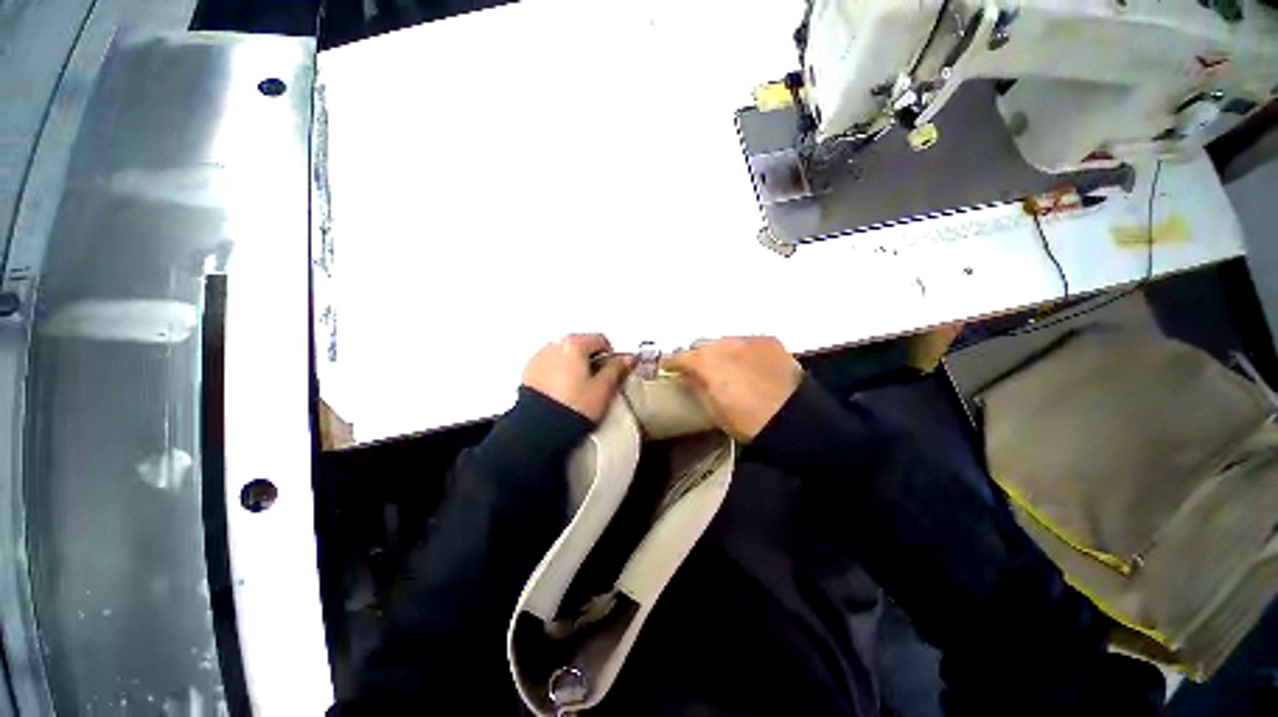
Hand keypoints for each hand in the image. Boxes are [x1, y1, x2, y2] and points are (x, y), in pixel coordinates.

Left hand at [522, 334, 633, 421]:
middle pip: (581, 345)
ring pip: (564, 354)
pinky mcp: (528, 370)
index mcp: (574, 344)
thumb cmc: (576, 406)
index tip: (610, 373)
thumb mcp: (603, 389)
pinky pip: (550, 364)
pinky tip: (561, 391)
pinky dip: (558, 371)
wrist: (539, 429)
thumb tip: (629, 358)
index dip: (610, 356)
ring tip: (576, 388)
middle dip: (591, 359)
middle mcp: (554, 344)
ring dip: (573, 365)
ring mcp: (539, 356)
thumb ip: (617, 369)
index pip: (601, 340)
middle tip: (595, 382)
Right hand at [661, 336, 802, 440]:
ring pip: (725, 341)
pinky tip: (751, 366)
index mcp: (705, 361)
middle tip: (702, 371)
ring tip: (729, 369)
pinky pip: (748, 342)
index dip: (671, 363)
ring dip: (722, 352)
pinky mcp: (769, 341)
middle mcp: (724, 343)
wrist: (794, 419)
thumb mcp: (714, 410)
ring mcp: (748, 339)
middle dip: (698, 356)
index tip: (668, 368)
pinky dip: (744, 352)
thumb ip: (697, 387)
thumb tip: (688, 377)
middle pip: (702, 344)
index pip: (679, 356)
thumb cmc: (747, 421)